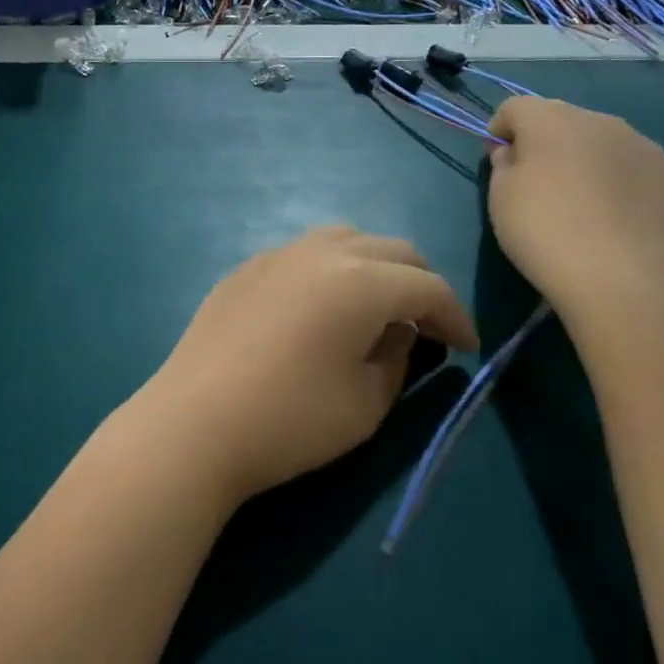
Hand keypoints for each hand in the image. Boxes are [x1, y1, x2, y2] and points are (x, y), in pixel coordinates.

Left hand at [131, 226, 478, 506]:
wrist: (195, 422)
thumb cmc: (291, 419)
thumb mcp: (367, 402)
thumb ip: (397, 358)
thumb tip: (399, 332)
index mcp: (362, 281)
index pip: (428, 287)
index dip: (456, 316)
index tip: (468, 348)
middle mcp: (323, 252)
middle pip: (392, 250)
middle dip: (420, 284)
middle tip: (429, 325)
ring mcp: (278, 254)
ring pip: (346, 241)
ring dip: (375, 267)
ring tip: (377, 308)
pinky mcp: (246, 269)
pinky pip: (304, 254)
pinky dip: (331, 270)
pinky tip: (320, 307)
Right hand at [486, 96, 663, 318]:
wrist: (626, 279)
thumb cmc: (545, 231)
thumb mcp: (500, 199)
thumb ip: (504, 166)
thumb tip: (515, 154)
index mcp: (552, 120)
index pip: (516, 107)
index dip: (501, 130)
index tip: (496, 161)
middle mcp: (604, 122)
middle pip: (566, 121)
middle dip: (550, 145)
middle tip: (540, 186)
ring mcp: (649, 150)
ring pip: (610, 147)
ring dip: (592, 165)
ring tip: (585, 208)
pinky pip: (643, 178)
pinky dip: (629, 191)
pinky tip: (622, 226)